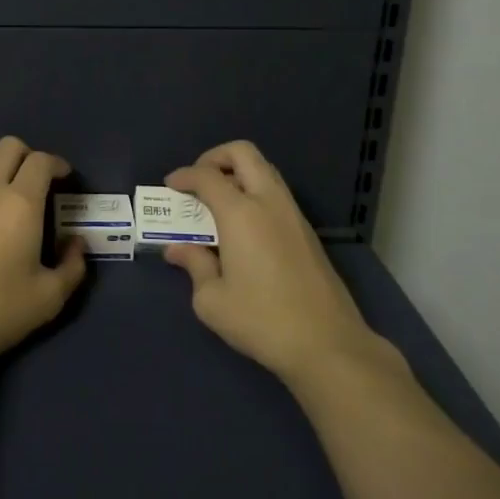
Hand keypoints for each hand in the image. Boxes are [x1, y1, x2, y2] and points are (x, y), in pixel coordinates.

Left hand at [0, 136, 87, 372]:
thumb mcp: (49, 297)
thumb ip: (72, 266)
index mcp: (19, 203)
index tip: (65, 178)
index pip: (40, 160)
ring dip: (3, 184)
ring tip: (10, 223)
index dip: (57, 163)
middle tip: (39, 184)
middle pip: (8, 147)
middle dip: (28, 156)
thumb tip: (75, 244)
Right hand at [163, 141, 407, 394]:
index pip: (207, 175)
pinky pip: (276, 192)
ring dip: (238, 173)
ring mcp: (293, 214)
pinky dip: (255, 192)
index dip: (184, 175)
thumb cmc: (263, 320)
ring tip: (218, 201)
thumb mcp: (212, 301)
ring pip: (264, 170)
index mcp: (241, 213)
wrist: (328, 345)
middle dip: (215, 158)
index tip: (171, 186)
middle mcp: (268, 202)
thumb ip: (194, 266)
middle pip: (243, 153)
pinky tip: (243, 225)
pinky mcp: (307, 232)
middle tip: (199, 181)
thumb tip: (178, 250)